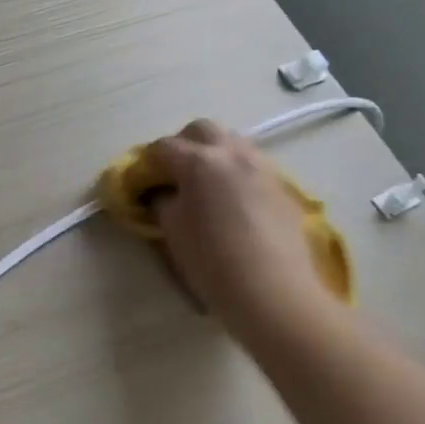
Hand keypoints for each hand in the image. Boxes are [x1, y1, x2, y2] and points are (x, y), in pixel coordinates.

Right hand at [144, 120, 334, 330]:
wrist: (276, 294)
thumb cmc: (214, 262)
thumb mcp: (173, 231)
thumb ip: (163, 202)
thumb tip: (162, 193)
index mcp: (199, 162)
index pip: (163, 147)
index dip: (147, 162)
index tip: (141, 181)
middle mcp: (232, 154)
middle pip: (202, 129)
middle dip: (183, 144)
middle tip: (174, 173)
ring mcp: (262, 168)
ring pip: (233, 142)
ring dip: (214, 153)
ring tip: (206, 184)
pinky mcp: (283, 188)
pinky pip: (253, 165)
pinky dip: (237, 172)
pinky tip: (234, 201)